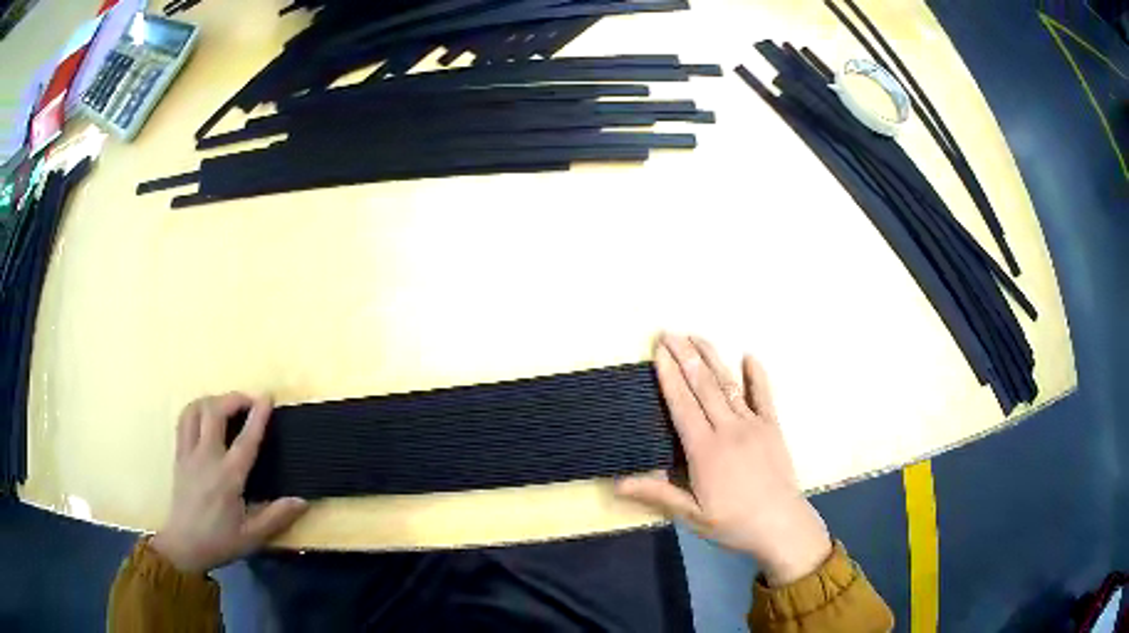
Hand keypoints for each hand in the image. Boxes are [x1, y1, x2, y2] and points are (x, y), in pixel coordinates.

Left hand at [151, 393, 307, 573]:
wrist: (184, 545)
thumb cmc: (220, 541)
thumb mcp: (253, 537)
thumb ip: (277, 517)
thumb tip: (302, 501)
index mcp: (228, 478)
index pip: (245, 440)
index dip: (258, 416)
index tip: (268, 397)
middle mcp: (206, 458)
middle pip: (214, 412)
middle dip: (233, 399)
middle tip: (249, 401)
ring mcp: (189, 453)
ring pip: (195, 410)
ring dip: (213, 401)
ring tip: (226, 406)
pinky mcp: (179, 455)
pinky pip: (184, 420)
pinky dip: (196, 409)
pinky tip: (206, 417)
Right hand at [616, 334, 831, 585]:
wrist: (781, 526)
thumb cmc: (732, 523)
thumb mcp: (691, 514)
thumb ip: (657, 493)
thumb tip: (616, 483)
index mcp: (705, 450)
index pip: (682, 405)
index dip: (669, 376)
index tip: (659, 351)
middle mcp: (728, 430)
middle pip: (703, 387)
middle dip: (685, 357)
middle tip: (669, 332)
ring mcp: (753, 426)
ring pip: (729, 386)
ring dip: (712, 359)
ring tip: (697, 336)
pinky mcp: (772, 428)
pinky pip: (764, 396)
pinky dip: (757, 375)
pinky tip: (750, 356)